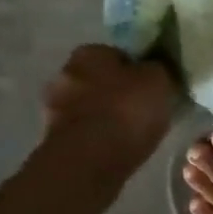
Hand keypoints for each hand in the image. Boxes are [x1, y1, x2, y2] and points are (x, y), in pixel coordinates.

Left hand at [38, 45, 177, 201]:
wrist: (89, 160)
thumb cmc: (126, 111)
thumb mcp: (159, 81)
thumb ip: (157, 69)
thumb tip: (154, 68)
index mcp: (89, 52)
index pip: (118, 55)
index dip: (138, 70)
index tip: (153, 88)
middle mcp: (65, 73)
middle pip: (101, 80)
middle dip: (119, 92)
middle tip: (145, 110)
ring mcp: (54, 107)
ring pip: (91, 106)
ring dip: (107, 116)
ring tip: (133, 133)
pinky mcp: (53, 137)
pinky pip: (85, 131)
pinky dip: (99, 136)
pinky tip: (117, 148)